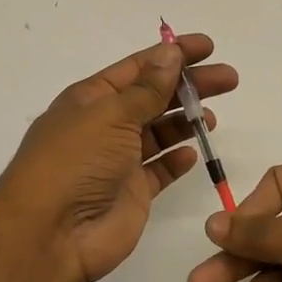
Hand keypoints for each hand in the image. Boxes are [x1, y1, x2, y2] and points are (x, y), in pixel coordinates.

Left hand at [0, 35, 237, 281]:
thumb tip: (170, 52)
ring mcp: (118, 161)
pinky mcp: (131, 193)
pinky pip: (159, 170)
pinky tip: (193, 152)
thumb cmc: (76, 162)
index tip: (208, 47)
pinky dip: (176, 160)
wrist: (51, 234)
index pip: (138, 67)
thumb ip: (147, 88)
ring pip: (159, 132)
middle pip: (154, 97)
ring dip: (185, 121)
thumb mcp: (111, 115)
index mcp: (91, 98)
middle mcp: (104, 125)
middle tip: (229, 79)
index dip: (172, 54)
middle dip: (189, 86)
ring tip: (212, 117)